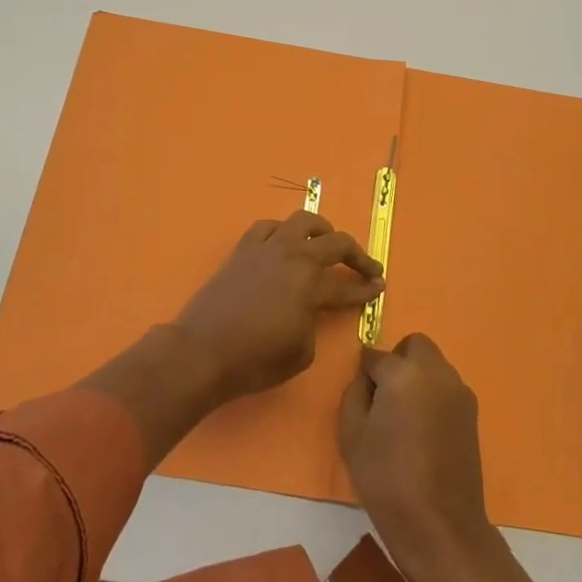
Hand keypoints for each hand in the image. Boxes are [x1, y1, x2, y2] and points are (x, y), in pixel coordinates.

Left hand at [173, 211, 382, 403]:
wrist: (202, 351)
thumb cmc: (254, 361)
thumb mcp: (300, 353)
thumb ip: (313, 324)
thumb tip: (309, 311)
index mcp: (311, 285)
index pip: (348, 285)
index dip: (367, 288)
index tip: (380, 286)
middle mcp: (294, 257)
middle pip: (336, 243)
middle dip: (358, 255)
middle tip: (367, 268)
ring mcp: (267, 247)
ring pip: (303, 221)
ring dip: (323, 230)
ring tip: (328, 241)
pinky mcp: (243, 249)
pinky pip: (268, 227)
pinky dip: (282, 231)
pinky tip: (284, 242)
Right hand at [339, 333, 497, 581]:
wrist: (441, 527)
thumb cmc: (387, 480)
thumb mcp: (351, 435)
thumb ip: (354, 394)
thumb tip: (366, 379)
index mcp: (403, 373)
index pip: (375, 356)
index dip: (365, 376)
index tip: (362, 400)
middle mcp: (436, 372)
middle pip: (414, 346)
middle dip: (398, 361)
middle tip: (385, 398)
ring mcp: (459, 392)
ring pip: (434, 366)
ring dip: (418, 378)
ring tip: (405, 419)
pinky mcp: (473, 414)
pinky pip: (446, 389)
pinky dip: (433, 397)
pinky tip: (424, 433)